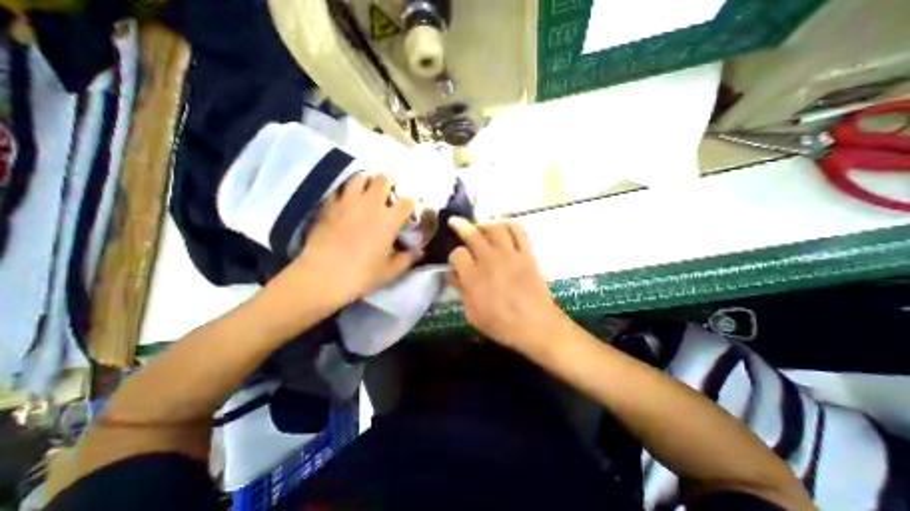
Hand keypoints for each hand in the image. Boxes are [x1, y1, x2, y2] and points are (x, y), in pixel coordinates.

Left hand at [276, 172, 420, 307]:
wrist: (323, 276)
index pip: (407, 201)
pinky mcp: (328, 205)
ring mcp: (348, 202)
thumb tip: (420, 252)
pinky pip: (339, 189)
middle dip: (389, 183)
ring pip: (360, 177)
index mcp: (389, 220)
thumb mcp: (390, 271)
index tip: (409, 210)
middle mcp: (370, 204)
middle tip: (388, 194)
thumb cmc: (362, 274)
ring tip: (368, 191)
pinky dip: (346, 191)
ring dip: (367, 181)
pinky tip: (347, 201)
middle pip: (383, 179)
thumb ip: (407, 258)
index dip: (411, 203)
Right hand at [446, 216, 565, 355]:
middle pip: (472, 234)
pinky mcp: (526, 254)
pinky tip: (503, 227)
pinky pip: (518, 232)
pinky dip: (509, 225)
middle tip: (455, 221)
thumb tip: (452, 274)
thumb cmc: (501, 324)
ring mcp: (510, 254)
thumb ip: (461, 290)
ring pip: (495, 228)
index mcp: (474, 276)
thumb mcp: (472, 313)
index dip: (454, 256)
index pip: (457, 254)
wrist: (536, 325)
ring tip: (480, 226)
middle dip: (460, 225)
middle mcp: (490, 260)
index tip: (456, 262)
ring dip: (484, 224)